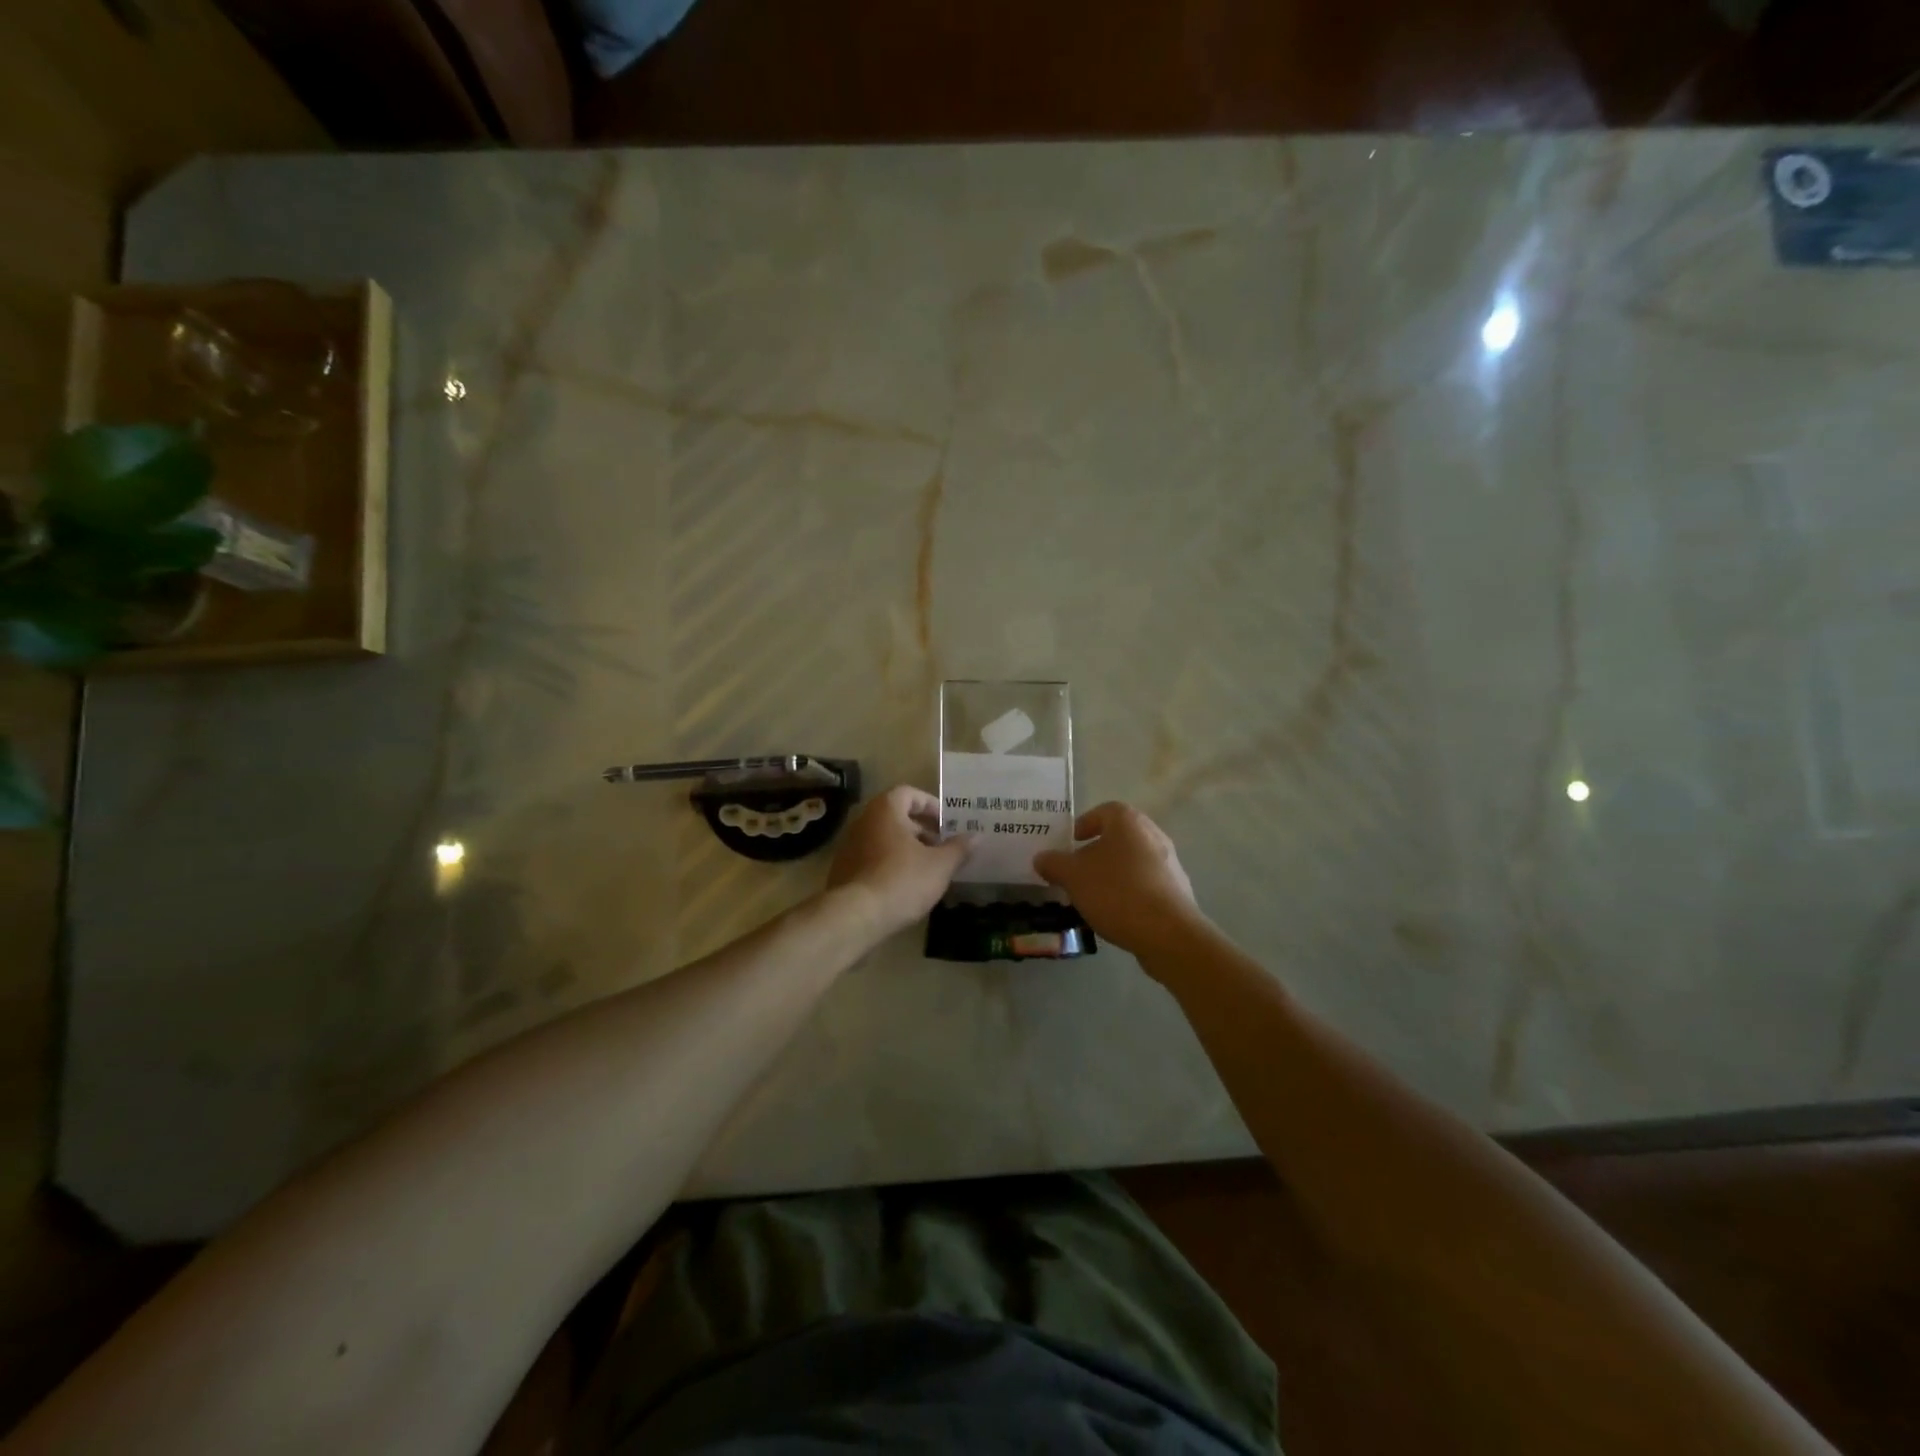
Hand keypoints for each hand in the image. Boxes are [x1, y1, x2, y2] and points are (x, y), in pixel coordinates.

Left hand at [826, 785, 969, 936]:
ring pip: (884, 839)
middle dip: (921, 829)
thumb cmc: (902, 880)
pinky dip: (890, 864)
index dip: (930, 805)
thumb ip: (959, 848)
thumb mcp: (940, 865)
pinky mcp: (843, 870)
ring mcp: (849, 846)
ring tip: (928, 869)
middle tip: (942, 847)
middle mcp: (864, 821)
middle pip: (896, 816)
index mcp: (886, 810)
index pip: (909, 793)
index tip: (947, 823)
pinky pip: (872, 858)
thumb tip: (977, 836)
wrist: (855, 916)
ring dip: (906, 848)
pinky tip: (905, 885)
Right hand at [1033, 802, 1204, 957]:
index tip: (1070, 844)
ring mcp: (1170, 862)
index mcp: (1128, 821)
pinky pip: (1147, 884)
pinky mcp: (1178, 890)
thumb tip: (1041, 858)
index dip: (1084, 824)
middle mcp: (1153, 834)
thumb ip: (1054, 863)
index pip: (1103, 811)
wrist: (1167, 932)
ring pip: (1133, 862)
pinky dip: (1130, 892)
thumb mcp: (1073, 876)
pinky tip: (1117, 914)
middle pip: (1119, 837)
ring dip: (1113, 874)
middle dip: (1096, 853)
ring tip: (1094, 897)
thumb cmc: (1116, 891)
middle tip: (1077, 872)